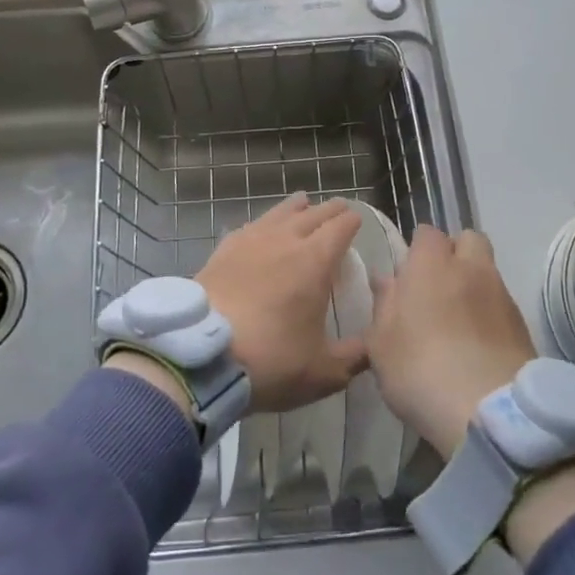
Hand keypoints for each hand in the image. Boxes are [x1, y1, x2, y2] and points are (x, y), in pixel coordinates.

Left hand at [196, 193, 365, 412]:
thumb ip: (353, 358)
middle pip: (313, 213)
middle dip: (329, 210)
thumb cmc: (270, 359)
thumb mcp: (322, 372)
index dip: (352, 221)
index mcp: (315, 260)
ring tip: (303, 203)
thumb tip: (373, 348)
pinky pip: (251, 226)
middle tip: (338, 209)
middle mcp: (285, 240)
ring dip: (296, 207)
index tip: (358, 220)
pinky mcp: (224, 249)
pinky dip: (264, 223)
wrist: (202, 354)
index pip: (340, 227)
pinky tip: (260, 228)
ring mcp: (251, 240)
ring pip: (279, 212)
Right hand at [367, 226, 536, 458]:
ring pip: (488, 272)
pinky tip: (478, 344)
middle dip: (455, 254)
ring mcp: (502, 295)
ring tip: (458, 320)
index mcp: (431, 264)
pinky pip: (503, 305)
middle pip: (469, 240)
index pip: (427, 233)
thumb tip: (386, 279)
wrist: (490, 411)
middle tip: (437, 286)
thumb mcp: (381, 343)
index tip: (407, 273)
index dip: (418, 249)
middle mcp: (471, 268)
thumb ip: (384, 305)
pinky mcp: (523, 326)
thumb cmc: (420, 369)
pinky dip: (490, 314)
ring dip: (474, 285)